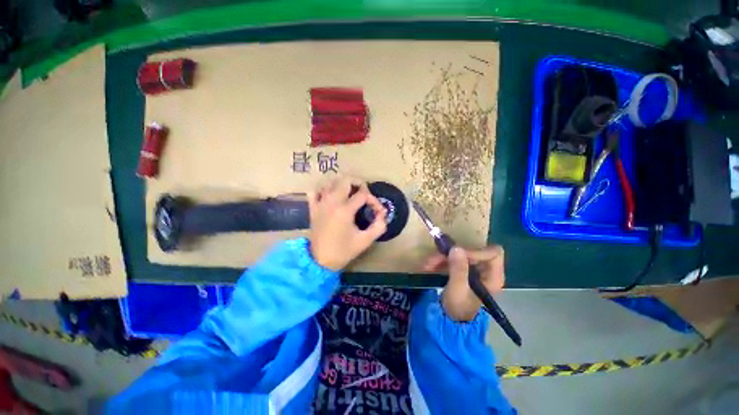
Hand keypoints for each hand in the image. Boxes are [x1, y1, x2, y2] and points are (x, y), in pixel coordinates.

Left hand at [308, 177, 386, 270]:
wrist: (320, 261)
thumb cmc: (343, 251)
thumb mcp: (365, 241)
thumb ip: (378, 226)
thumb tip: (383, 215)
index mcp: (345, 210)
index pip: (363, 195)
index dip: (373, 200)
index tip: (378, 211)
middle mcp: (332, 202)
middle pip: (346, 180)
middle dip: (359, 183)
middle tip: (365, 193)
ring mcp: (320, 204)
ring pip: (330, 182)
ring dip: (342, 184)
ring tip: (350, 193)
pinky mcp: (313, 208)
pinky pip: (314, 192)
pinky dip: (323, 190)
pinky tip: (330, 196)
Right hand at [423, 245, 504, 321]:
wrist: (450, 319)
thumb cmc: (458, 307)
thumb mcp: (458, 289)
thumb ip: (458, 269)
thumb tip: (456, 248)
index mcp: (493, 277)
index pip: (492, 253)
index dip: (475, 251)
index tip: (456, 254)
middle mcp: (487, 271)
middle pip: (475, 251)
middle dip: (453, 253)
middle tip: (436, 257)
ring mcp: (475, 269)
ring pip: (462, 254)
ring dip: (444, 256)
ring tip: (429, 263)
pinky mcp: (464, 269)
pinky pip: (455, 259)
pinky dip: (443, 260)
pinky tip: (431, 266)